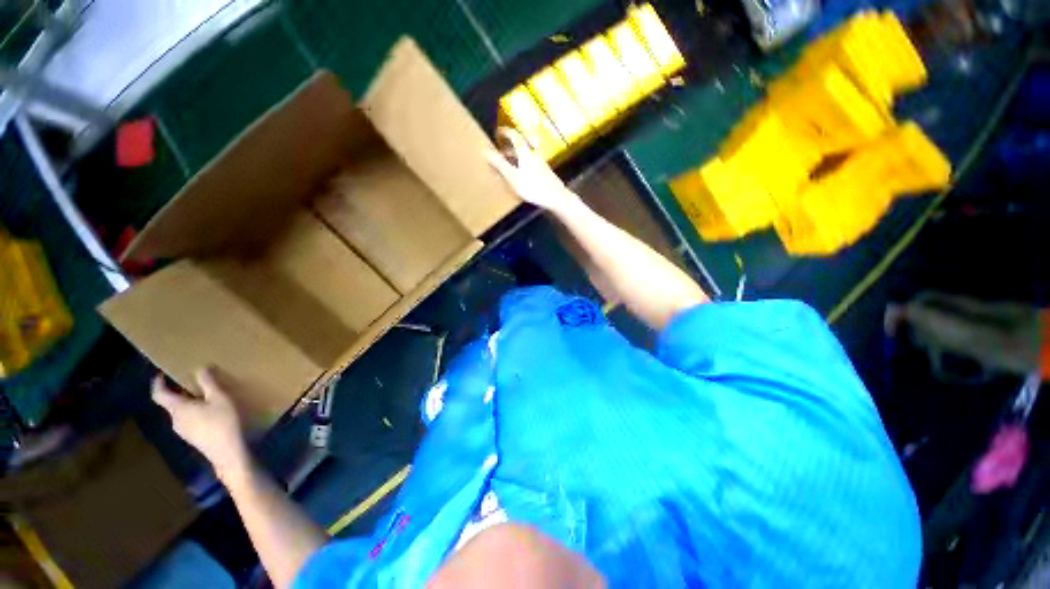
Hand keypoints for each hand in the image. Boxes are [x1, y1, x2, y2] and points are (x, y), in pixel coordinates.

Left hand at [152, 367, 247, 478]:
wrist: (227, 452)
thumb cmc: (222, 422)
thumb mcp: (220, 399)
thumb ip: (209, 383)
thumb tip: (199, 368)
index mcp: (178, 408)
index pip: (159, 394)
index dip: (158, 383)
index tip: (162, 374)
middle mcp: (175, 419)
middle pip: (172, 403)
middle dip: (181, 392)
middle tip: (195, 382)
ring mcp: (183, 430)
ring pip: (181, 412)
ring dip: (190, 402)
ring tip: (207, 396)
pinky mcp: (192, 437)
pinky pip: (189, 420)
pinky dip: (196, 412)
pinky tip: (212, 412)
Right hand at [487, 128, 580, 214]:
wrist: (556, 198)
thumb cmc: (533, 187)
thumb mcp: (513, 177)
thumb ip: (500, 165)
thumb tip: (485, 151)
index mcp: (525, 153)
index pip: (514, 136)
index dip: (505, 132)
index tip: (498, 131)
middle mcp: (533, 155)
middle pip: (519, 148)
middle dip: (508, 149)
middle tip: (498, 152)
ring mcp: (540, 164)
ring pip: (524, 157)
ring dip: (514, 159)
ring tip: (506, 166)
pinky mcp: (544, 174)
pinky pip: (529, 166)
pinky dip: (521, 167)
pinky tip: (519, 177)